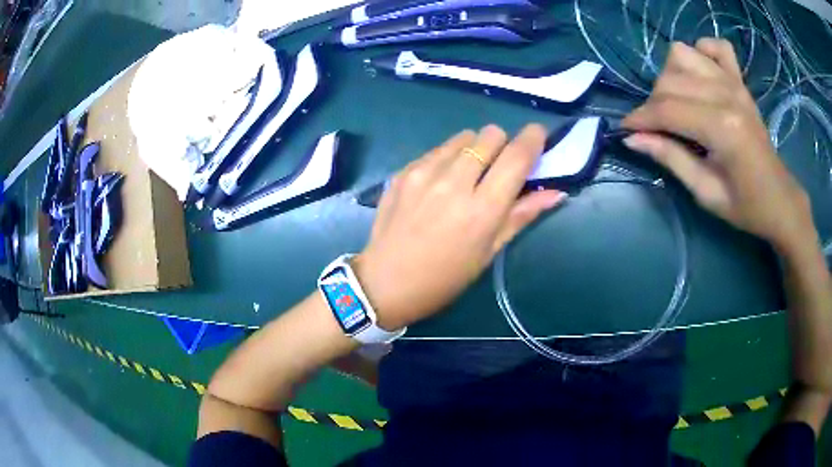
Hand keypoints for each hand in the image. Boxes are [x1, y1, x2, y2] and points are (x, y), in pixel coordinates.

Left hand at [353, 125, 566, 329]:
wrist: (385, 282)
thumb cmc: (445, 277)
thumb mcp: (488, 252)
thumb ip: (521, 215)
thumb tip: (556, 193)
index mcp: (482, 209)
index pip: (516, 156)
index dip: (532, 139)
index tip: (537, 134)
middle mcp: (454, 182)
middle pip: (489, 135)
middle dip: (501, 144)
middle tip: (498, 167)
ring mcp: (424, 173)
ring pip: (463, 137)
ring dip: (474, 149)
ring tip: (466, 175)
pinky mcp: (403, 171)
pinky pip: (437, 149)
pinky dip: (448, 158)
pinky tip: (439, 183)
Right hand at [621, 38, 816, 254]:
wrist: (779, 199)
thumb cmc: (745, 206)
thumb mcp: (705, 192)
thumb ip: (671, 159)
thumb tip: (633, 139)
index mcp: (722, 128)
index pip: (667, 110)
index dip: (640, 118)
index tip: (625, 130)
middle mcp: (727, 94)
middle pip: (670, 80)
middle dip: (653, 104)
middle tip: (658, 129)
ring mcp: (734, 83)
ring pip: (683, 54)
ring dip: (671, 76)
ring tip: (678, 102)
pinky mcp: (740, 81)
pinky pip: (715, 46)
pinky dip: (702, 52)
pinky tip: (701, 75)